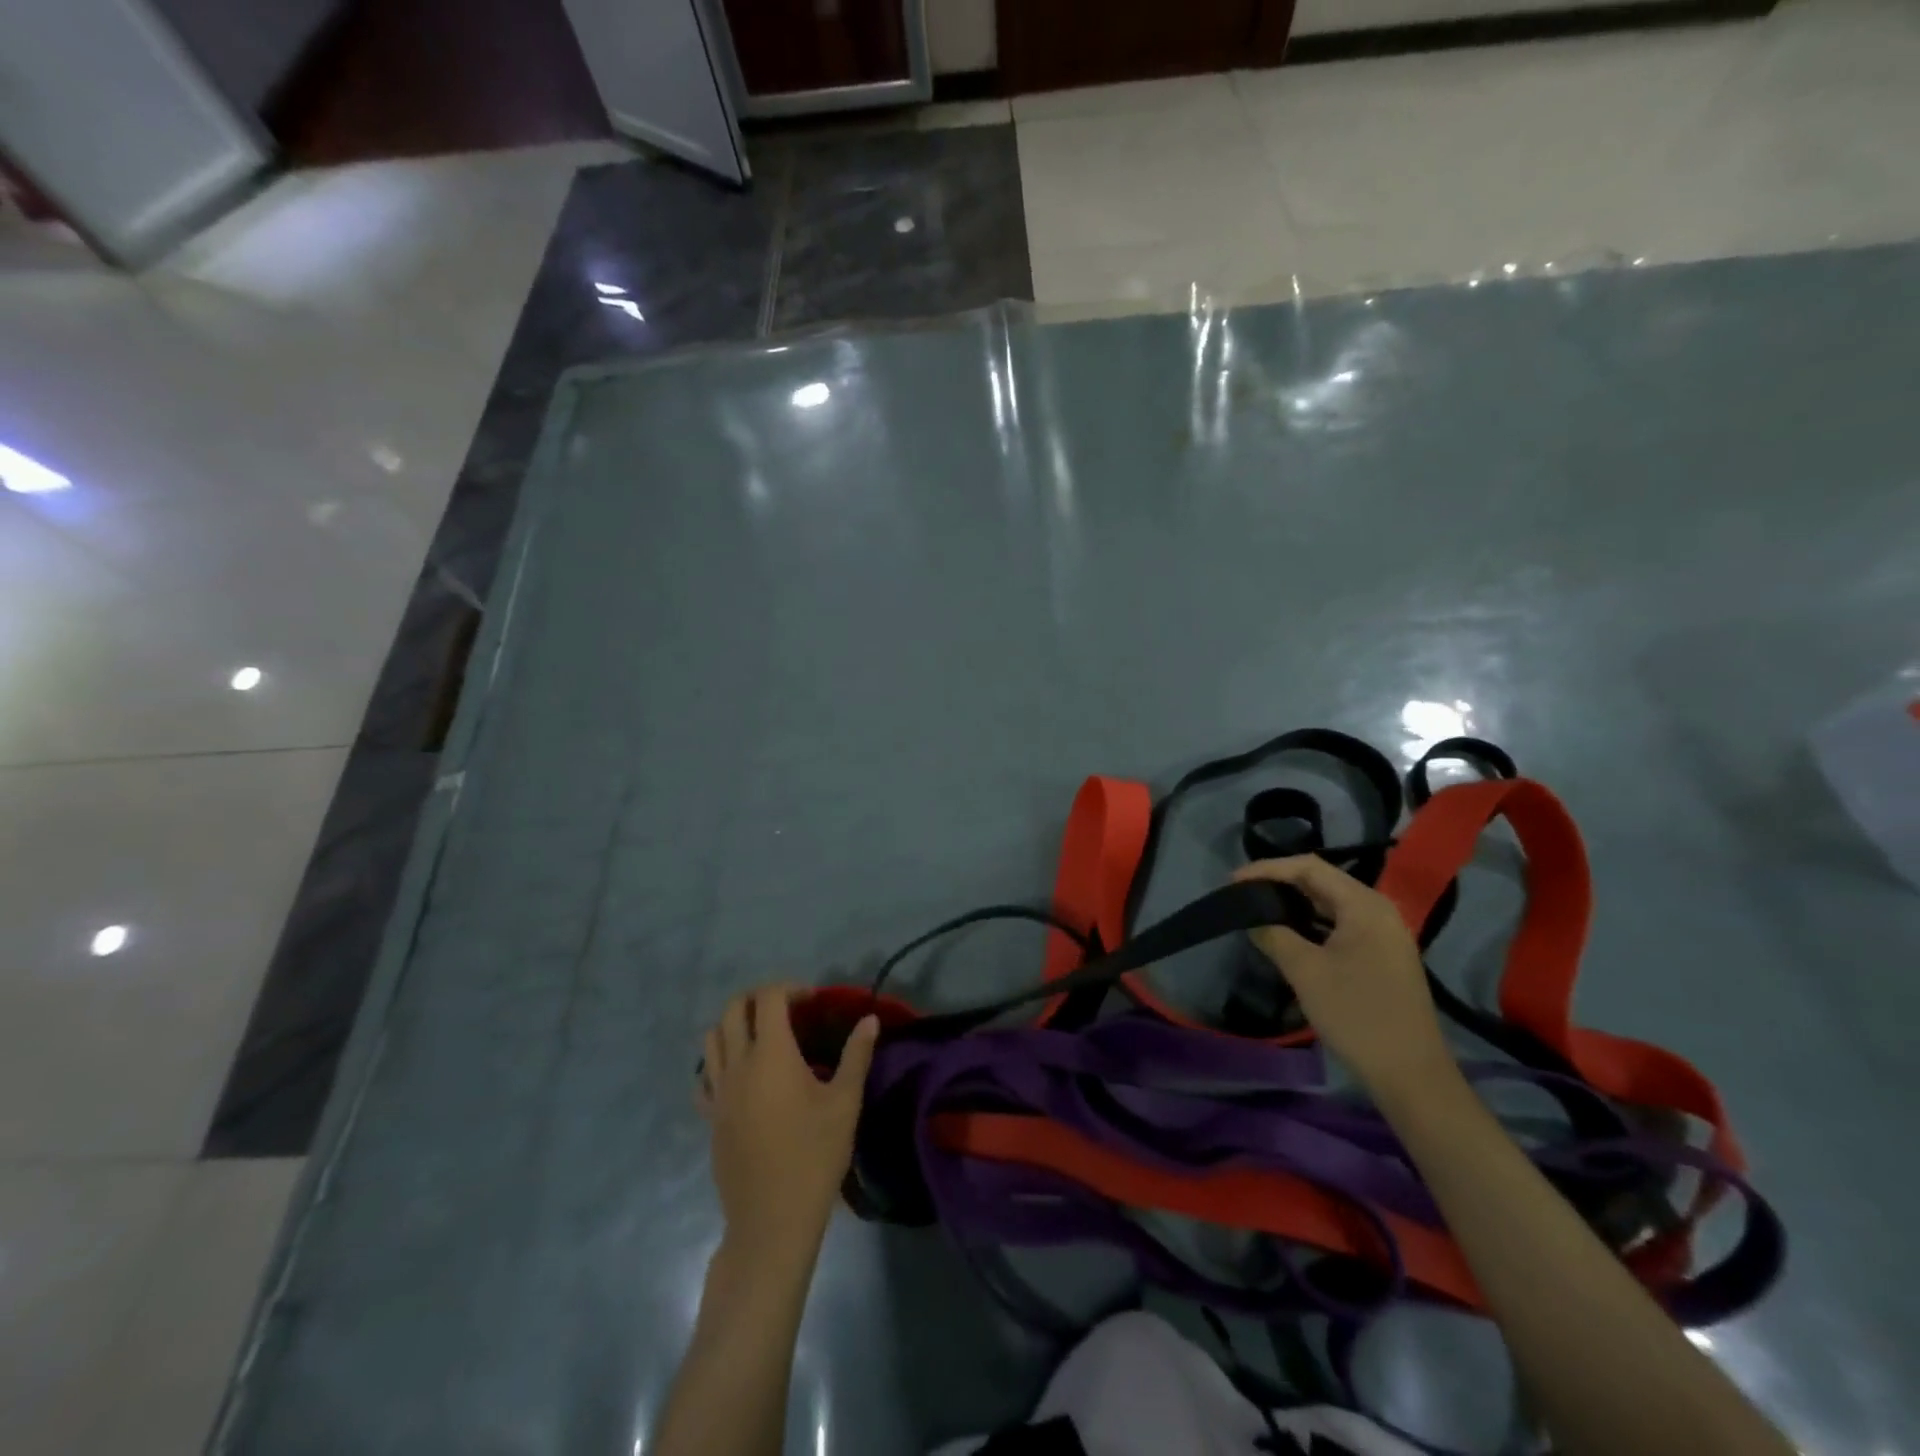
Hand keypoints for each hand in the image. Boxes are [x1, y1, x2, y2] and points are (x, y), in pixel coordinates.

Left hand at [698, 985, 877, 1260]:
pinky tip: (741, 1075)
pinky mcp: (710, 1117)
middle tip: (787, 1009)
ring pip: (712, 1038)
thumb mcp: (845, 1102)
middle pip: (733, 1008)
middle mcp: (738, 1064)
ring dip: (735, 1023)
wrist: (772, 1219)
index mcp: (771, 1054)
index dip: (791, 988)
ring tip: (763, 1036)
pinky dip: (718, 1061)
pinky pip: (704, 1075)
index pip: (769, 998)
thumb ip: (857, 1055)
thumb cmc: (814, 1156)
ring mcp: (718, 1091)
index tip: (813, 1000)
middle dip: (759, 997)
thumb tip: (870, 1019)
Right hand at [1233, 856, 1453, 1098]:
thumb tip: (1253, 919)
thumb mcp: (1305, 972)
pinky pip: (1342, 924)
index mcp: (1365, 905)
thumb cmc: (1357, 1015)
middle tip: (1243, 892)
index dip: (1268, 869)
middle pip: (1322, 881)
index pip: (1309, 868)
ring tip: (1259, 908)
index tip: (1233, 881)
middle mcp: (1379, 911)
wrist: (1411, 1075)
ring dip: (1295, 903)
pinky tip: (1290, 933)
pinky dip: (1312, 922)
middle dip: (1280, 883)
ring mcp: (1385, 934)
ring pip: (1332, 903)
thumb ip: (1274, 935)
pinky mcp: (1384, 955)